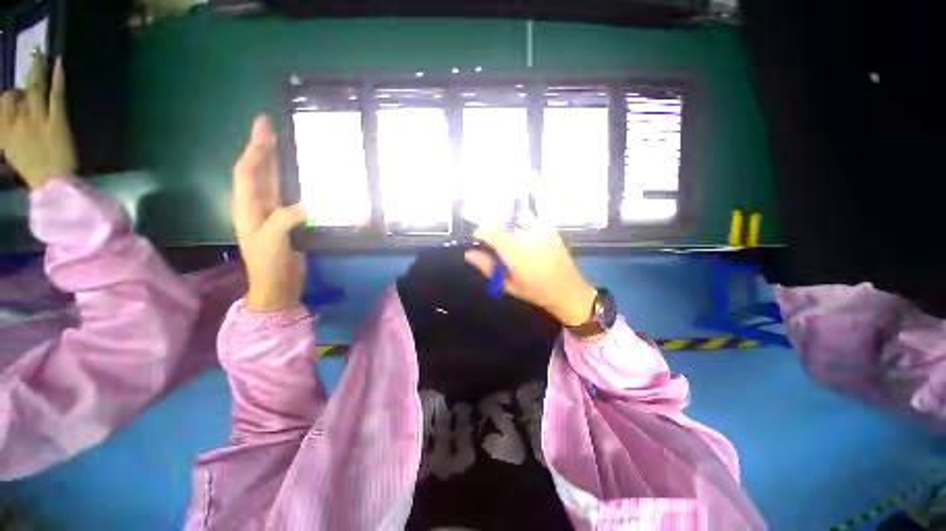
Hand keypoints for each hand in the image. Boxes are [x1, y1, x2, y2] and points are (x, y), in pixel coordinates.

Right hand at [0, 54, 75, 188]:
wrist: (52, 184)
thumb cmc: (34, 173)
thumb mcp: (13, 153)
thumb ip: (11, 134)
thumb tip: (15, 116)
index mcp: (4, 132)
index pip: (4, 102)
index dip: (12, 96)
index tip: (19, 94)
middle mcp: (18, 122)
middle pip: (18, 94)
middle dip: (25, 78)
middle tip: (31, 56)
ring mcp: (37, 120)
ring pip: (34, 89)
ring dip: (37, 69)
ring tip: (39, 53)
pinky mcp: (57, 121)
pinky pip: (55, 95)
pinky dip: (57, 78)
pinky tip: (58, 62)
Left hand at [232, 115, 307, 311]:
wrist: (277, 284)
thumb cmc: (270, 266)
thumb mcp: (272, 243)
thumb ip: (283, 221)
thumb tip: (305, 205)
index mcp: (247, 208)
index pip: (248, 173)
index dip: (255, 150)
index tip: (264, 130)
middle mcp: (256, 206)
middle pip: (256, 171)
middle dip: (261, 148)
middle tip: (269, 126)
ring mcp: (270, 213)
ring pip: (269, 180)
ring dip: (273, 160)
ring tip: (280, 143)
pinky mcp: (285, 220)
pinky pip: (285, 194)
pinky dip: (288, 180)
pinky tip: (296, 174)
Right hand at [465, 215, 596, 325]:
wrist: (567, 289)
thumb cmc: (535, 291)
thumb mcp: (507, 284)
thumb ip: (487, 267)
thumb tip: (468, 253)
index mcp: (515, 252)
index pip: (491, 231)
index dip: (479, 232)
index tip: (476, 239)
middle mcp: (527, 235)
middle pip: (502, 220)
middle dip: (491, 227)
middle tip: (491, 240)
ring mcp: (541, 229)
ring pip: (516, 215)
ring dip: (507, 222)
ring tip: (507, 236)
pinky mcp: (550, 228)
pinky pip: (531, 217)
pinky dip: (522, 222)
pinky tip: (523, 234)